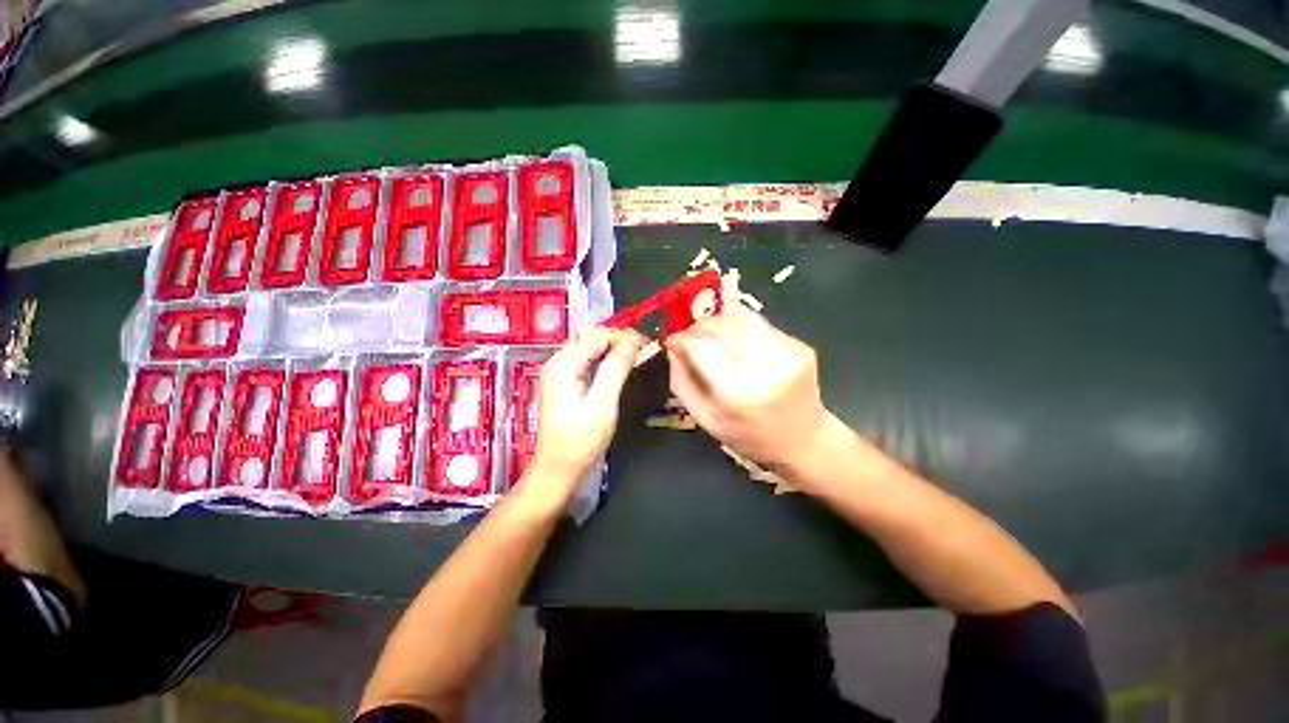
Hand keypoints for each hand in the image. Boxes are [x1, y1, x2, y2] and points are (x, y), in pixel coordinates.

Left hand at [522, 328, 644, 505]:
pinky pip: (588, 359)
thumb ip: (616, 369)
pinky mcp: (564, 381)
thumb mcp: (602, 404)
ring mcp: (560, 371)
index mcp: (564, 364)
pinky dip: (606, 358)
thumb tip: (633, 343)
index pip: (598, 336)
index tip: (647, 345)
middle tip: (644, 350)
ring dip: (614, 348)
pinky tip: (620, 365)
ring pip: (591, 347)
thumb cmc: (580, 440)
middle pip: (592, 337)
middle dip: (619, 339)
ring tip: (637, 355)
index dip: (624, 337)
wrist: (558, 468)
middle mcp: (558, 361)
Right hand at [667, 309, 836, 478]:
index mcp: (737, 391)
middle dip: (699, 326)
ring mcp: (787, 352)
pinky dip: (741, 329)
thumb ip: (682, 382)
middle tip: (690, 337)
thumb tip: (672, 348)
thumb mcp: (705, 419)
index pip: (700, 345)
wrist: (805, 441)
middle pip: (721, 324)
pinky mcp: (799, 345)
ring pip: (741, 318)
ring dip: (719, 324)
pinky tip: (739, 346)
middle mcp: (764, 366)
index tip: (673, 340)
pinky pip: (760, 325)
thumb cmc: (749, 437)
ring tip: (712, 338)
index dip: (682, 338)